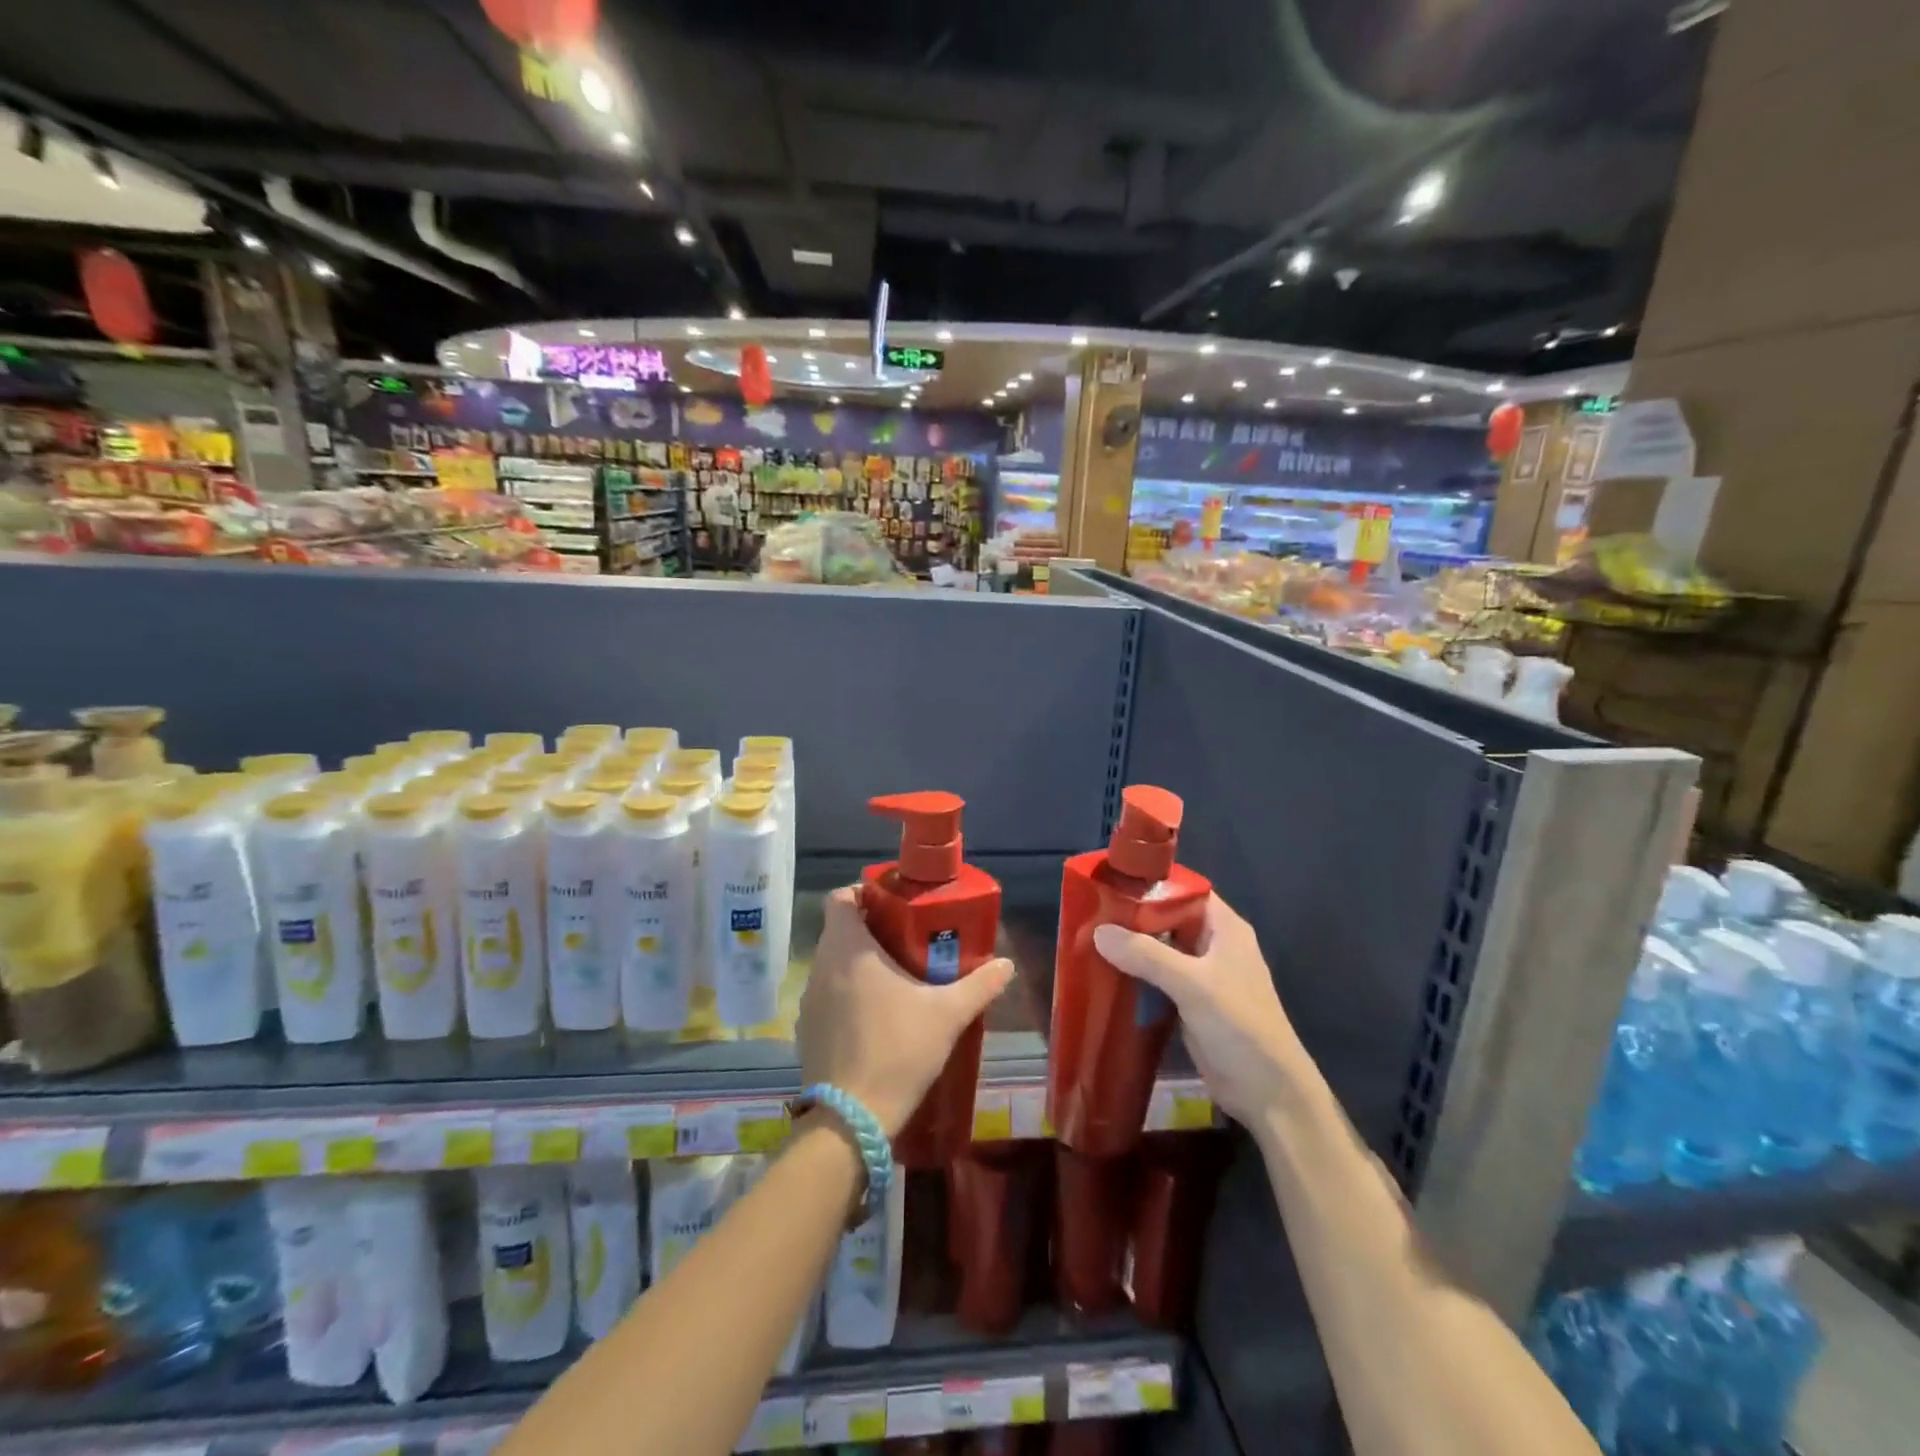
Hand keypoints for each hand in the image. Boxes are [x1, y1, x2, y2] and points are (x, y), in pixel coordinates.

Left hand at [800, 887, 1014, 1135]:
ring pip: (833, 964)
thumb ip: (979, 985)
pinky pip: (828, 996)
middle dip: (870, 929)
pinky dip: (847, 995)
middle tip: (907, 939)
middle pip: (839, 930)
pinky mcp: (806, 1030)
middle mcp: (822, 966)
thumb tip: (1007, 965)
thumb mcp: (947, 1014)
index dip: (863, 893)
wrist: (851, 1118)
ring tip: (895, 977)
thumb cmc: (898, 1049)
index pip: (839, 897)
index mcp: (848, 948)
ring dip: (859, 964)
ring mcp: (809, 1000)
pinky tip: (876, 1017)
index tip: (893, 904)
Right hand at [1093, 893, 1308, 1127]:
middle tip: (1091, 913)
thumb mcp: (1192, 984)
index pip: (1185, 891)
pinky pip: (1157, 979)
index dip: (1152, 885)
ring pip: (1160, 950)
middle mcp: (1213, 945)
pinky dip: (1135, 975)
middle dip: (1133, 917)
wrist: (1267, 1093)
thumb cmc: (1239, 1026)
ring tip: (1089, 939)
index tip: (1112, 883)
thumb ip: (1146, 955)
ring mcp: (1202, 976)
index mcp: (1225, 928)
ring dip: (1131, 948)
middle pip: (1168, 920)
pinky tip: (1105, 973)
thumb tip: (1098, 931)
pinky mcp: (1191, 1003)